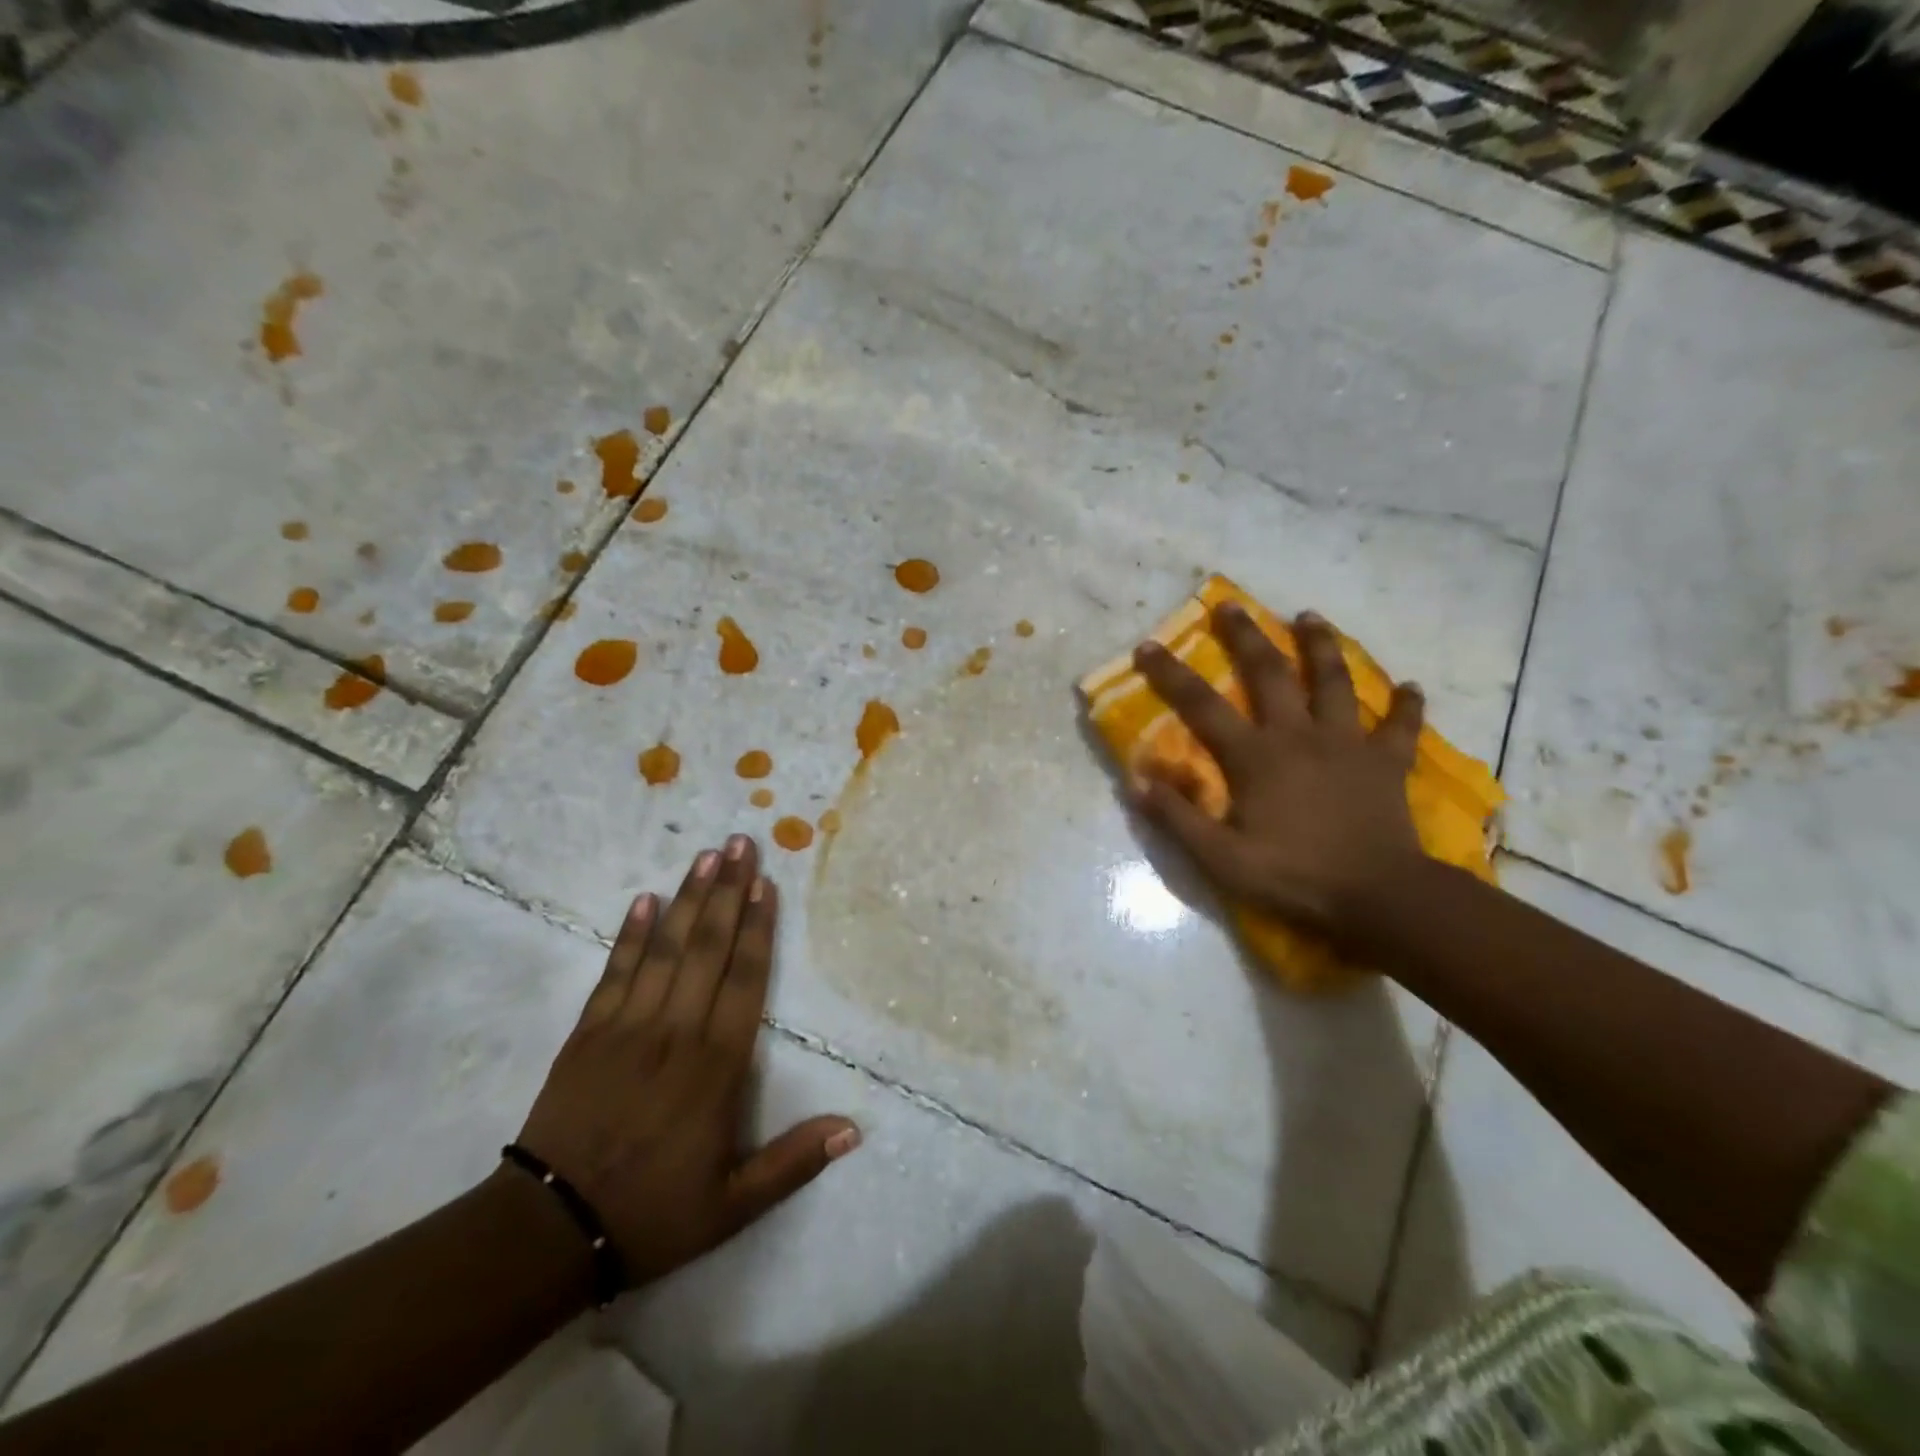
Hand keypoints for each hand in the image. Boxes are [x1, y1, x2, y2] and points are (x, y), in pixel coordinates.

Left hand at [515, 837, 859, 1286]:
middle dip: (728, 892)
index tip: (766, 884)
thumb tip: (854, 1129)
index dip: (759, 928)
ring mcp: (629, 1026)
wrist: (548, 1230)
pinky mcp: (588, 1032)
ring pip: (666, 948)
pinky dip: (632, 934)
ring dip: (689, 898)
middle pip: (709, 948)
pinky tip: (645, 900)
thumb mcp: (734, 1205)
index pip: (746, 980)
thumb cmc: (652, 1212)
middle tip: (740, 843)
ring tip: (705, 855)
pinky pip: (616, 971)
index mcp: (717, 1065)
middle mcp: (677, 1031)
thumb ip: (793, 1162)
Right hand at [1131, 604, 1424, 943]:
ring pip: (1335, 682)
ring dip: (1321, 646)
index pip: (1202, 706)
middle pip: (1271, 673)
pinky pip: (1400, 727)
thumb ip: (1178, 818)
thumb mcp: (1221, 858)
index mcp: (1256, 756)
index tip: (1147, 646)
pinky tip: (1412, 687)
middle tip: (1231, 605)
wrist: (1379, 897)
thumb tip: (1136, 781)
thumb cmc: (1295, 877)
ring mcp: (1348, 744)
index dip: (1171, 674)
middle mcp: (1299, 735)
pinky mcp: (1387, 763)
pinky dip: (1407, 706)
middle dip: (1247, 636)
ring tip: (1310, 617)